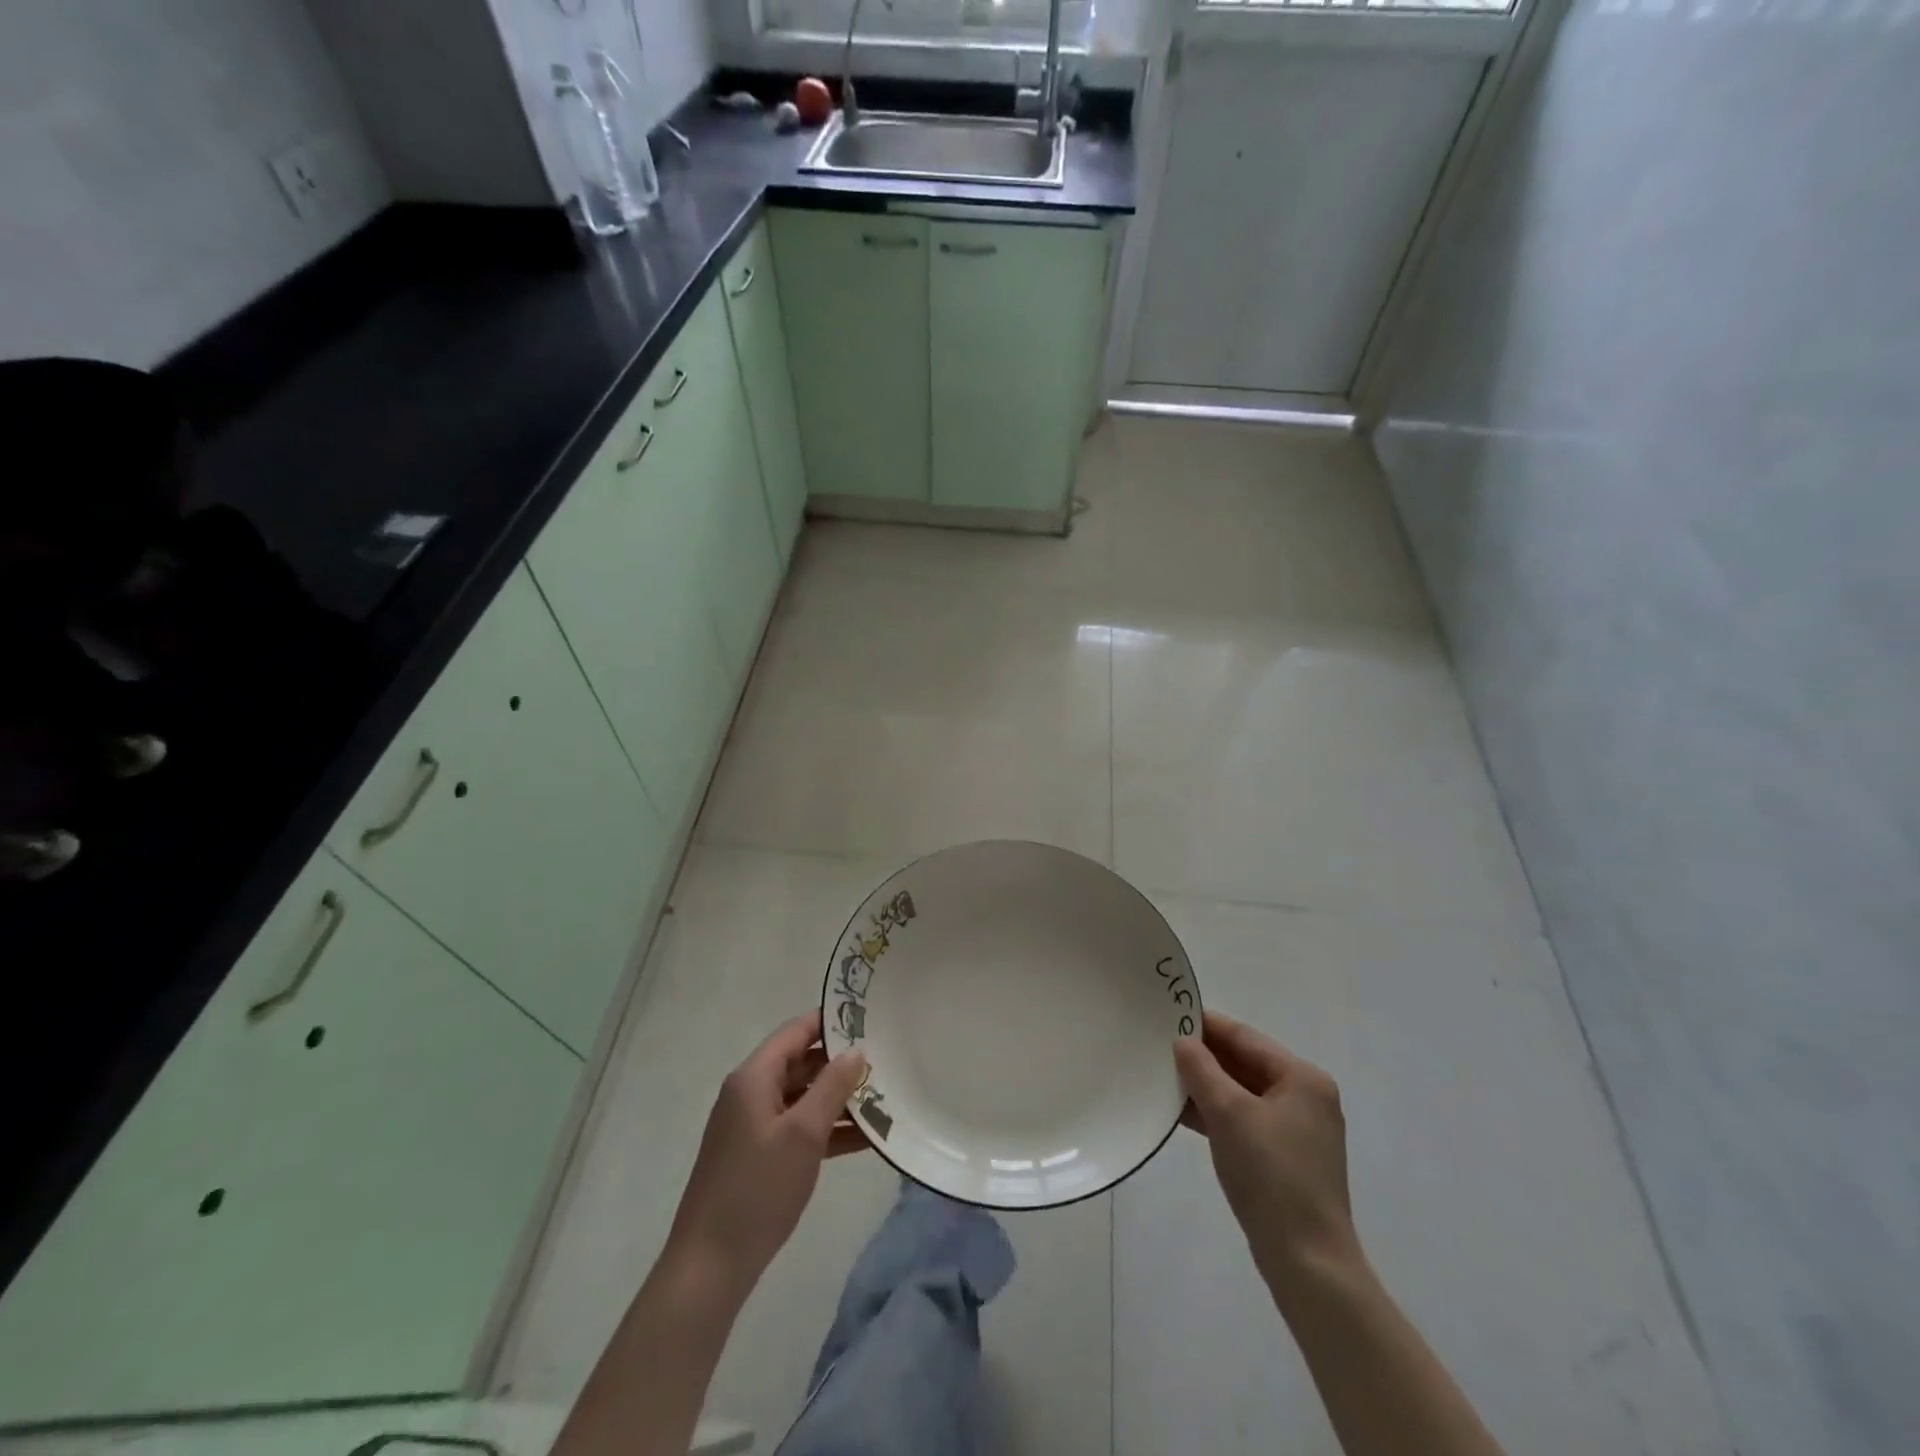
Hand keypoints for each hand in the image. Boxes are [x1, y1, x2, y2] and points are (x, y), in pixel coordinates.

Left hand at [663, 1011, 868, 1295]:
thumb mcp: (803, 1134)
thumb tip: (856, 1050)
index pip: (796, 1031)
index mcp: (754, 1077)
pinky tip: (865, 1138)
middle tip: (886, 1060)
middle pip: (801, 1063)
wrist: (710, 1266)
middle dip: (841, 1063)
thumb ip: (832, 1086)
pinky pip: (798, 1128)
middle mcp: (751, 1093)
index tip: (869, 1018)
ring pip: (803, 1098)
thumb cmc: (757, 1189)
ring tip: (885, 1098)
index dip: (830, 1021)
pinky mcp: (758, 1156)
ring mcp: (753, 1126)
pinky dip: (827, 1129)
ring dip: (839, 1099)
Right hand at [1175, 1010, 1362, 1300]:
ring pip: (1242, 1093)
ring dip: (1206, 1087)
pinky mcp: (1285, 1158)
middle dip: (1203, 1057)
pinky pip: (1244, 1120)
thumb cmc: (1270, 1174)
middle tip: (1159, 1047)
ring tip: (1163, 1077)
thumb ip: (1201, 1069)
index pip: (1245, 1037)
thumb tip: (1182, 1041)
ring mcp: (1297, 1130)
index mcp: (1302, 1078)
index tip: (1167, 1015)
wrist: (1307, 1262)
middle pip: (1244, 1064)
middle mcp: (1305, 1097)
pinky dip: (1217, 1114)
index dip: (1205, 1025)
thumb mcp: (1228, 1113)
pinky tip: (1183, 1114)